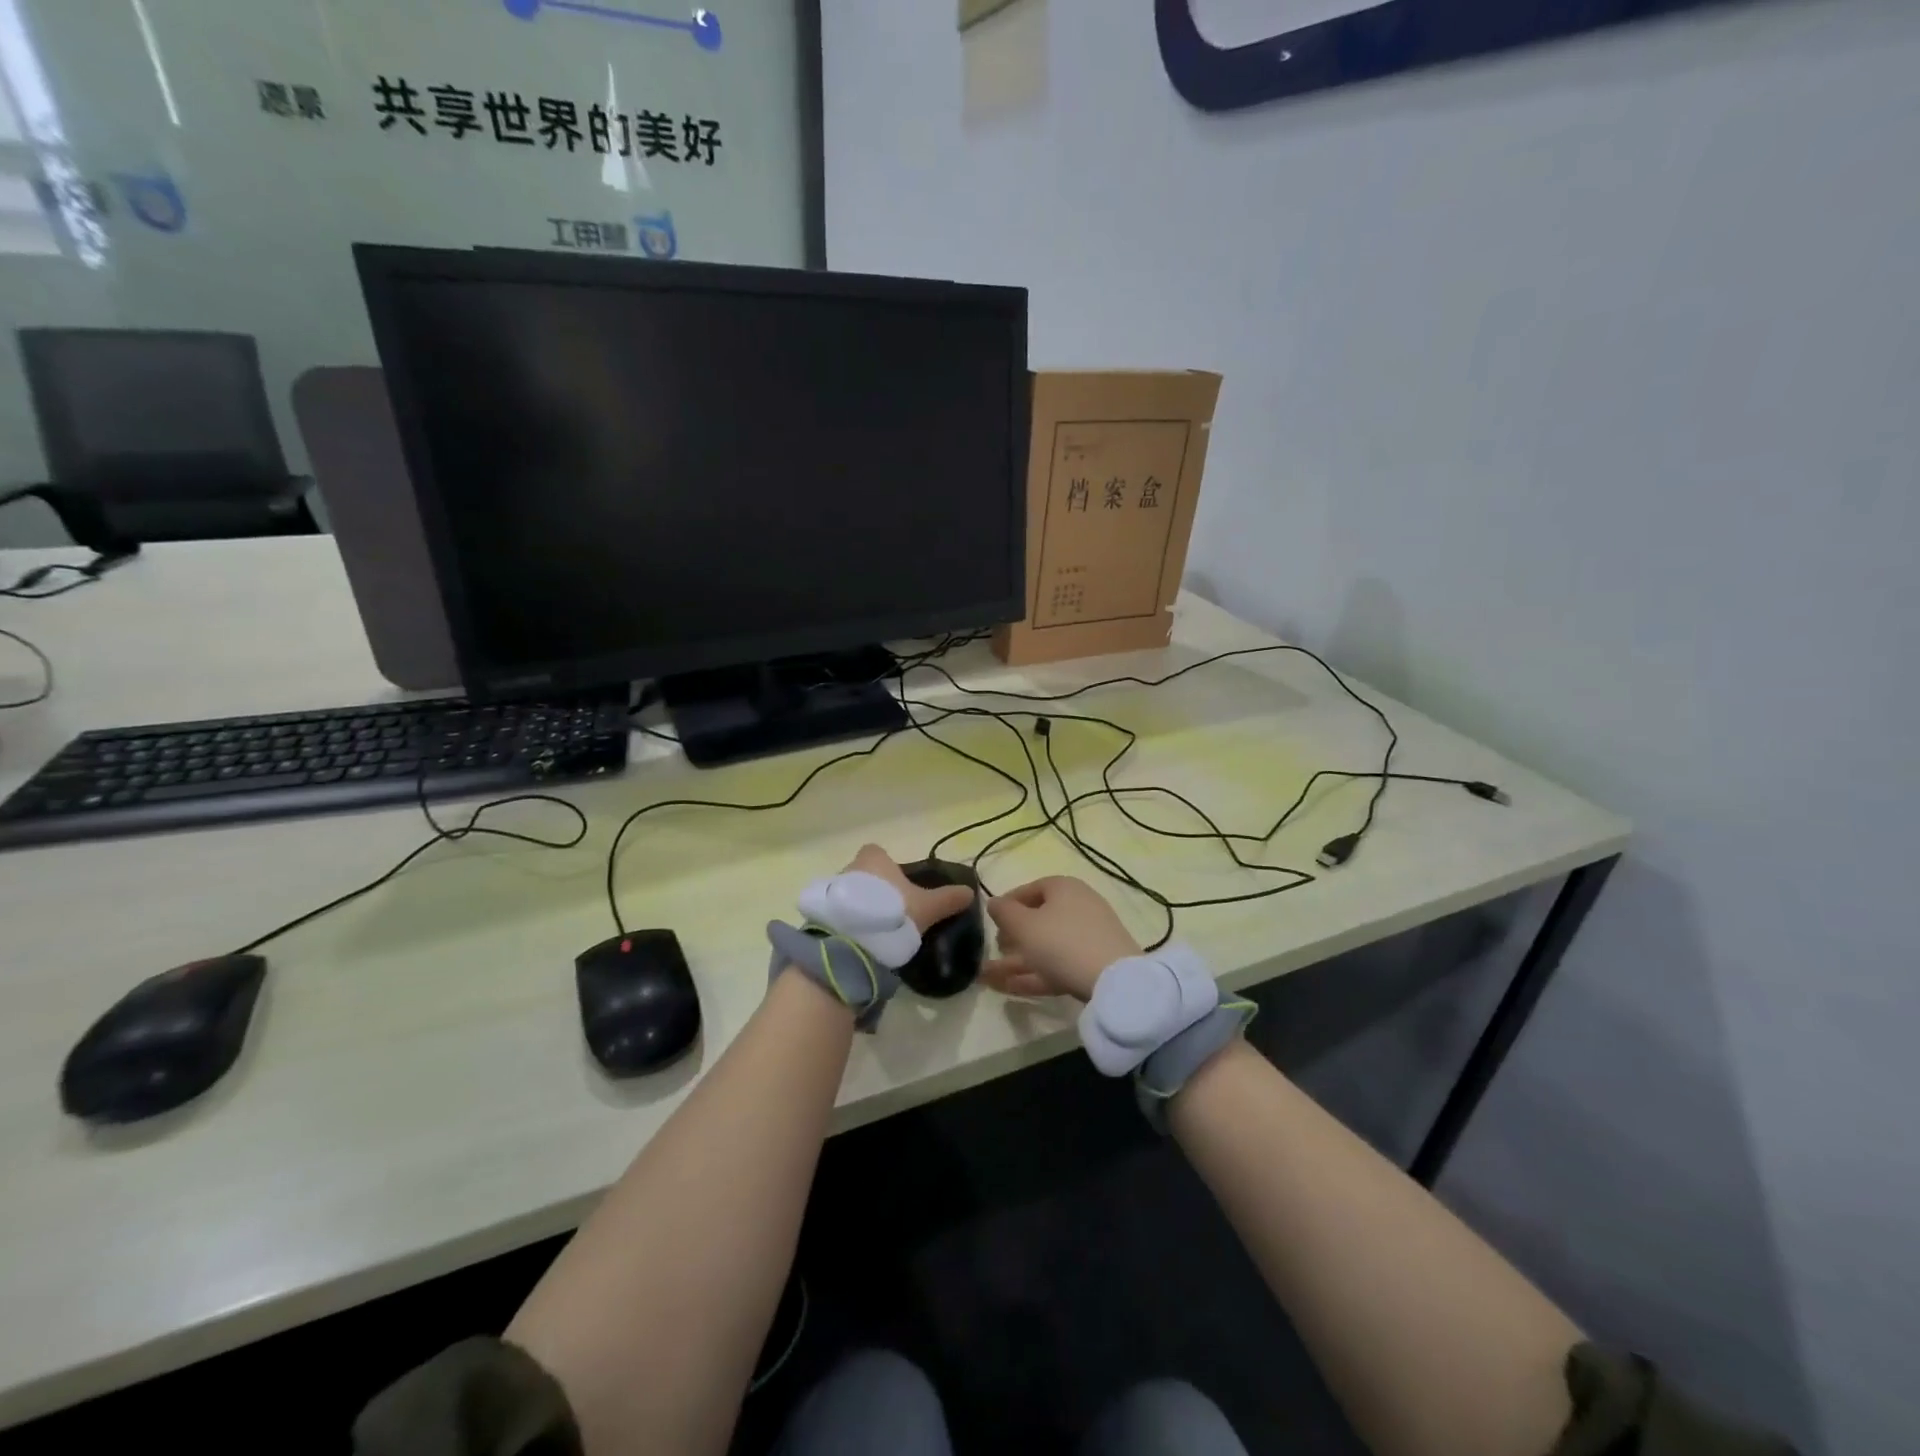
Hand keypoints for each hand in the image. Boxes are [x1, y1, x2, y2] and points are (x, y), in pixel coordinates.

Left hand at [843, 844, 973, 934]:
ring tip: (876, 928)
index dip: (888, 866)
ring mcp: (831, 889)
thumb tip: (970, 891)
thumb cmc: (892, 912)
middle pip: (863, 872)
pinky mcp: (821, 912)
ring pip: (849, 892)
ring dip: (859, 904)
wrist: (851, 941)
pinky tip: (860, 938)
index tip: (899, 885)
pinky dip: (847, 920)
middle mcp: (850, 866)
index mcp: (875, 859)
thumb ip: (948, 899)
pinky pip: (837, 910)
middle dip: (875, 888)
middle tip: (892, 911)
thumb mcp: (926, 908)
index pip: (878, 853)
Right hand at [982, 876, 1140, 1001]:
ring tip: (986, 976)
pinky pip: (1056, 965)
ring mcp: (1088, 937)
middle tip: (993, 949)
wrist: (1113, 981)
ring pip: (1045, 947)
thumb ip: (1004, 912)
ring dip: (1016, 961)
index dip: (1008, 903)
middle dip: (1012, 937)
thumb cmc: (1062, 941)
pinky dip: (1032, 975)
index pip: (1030, 889)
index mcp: (1064, 888)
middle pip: (1038, 920)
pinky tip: (1007, 989)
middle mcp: (1078, 907)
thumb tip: (993, 902)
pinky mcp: (1092, 965)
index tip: (990, 921)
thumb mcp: (1024, 925)